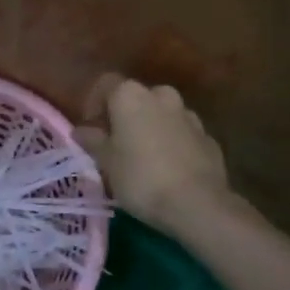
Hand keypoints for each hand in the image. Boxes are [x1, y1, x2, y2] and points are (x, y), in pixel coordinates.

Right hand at [74, 75, 230, 237]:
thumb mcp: (107, 162)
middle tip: (116, 145)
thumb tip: (80, 130)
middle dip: (125, 116)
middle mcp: (161, 95)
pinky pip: (182, 134)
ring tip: (143, 159)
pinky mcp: (208, 137)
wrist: (198, 204)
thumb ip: (93, 141)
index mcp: (131, 95)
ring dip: (151, 129)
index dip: (94, 104)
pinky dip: (173, 144)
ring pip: (162, 115)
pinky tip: (169, 170)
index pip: (106, 84)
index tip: (91, 130)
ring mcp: (189, 115)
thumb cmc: (141, 178)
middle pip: (136, 98)